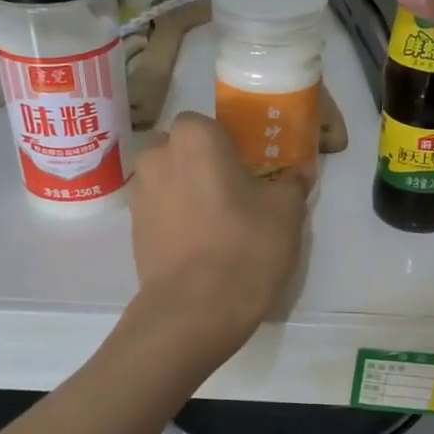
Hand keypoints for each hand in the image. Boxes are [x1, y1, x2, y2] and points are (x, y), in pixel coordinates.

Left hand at [129, 112, 307, 352]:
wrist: (195, 310)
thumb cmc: (245, 246)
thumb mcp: (286, 212)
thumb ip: (292, 182)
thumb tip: (300, 170)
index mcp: (194, 137)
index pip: (208, 123)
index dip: (229, 143)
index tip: (248, 167)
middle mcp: (157, 156)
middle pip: (181, 148)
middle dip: (202, 162)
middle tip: (234, 191)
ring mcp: (139, 194)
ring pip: (167, 179)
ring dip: (186, 190)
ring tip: (216, 222)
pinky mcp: (133, 230)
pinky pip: (159, 210)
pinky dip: (175, 218)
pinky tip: (200, 244)